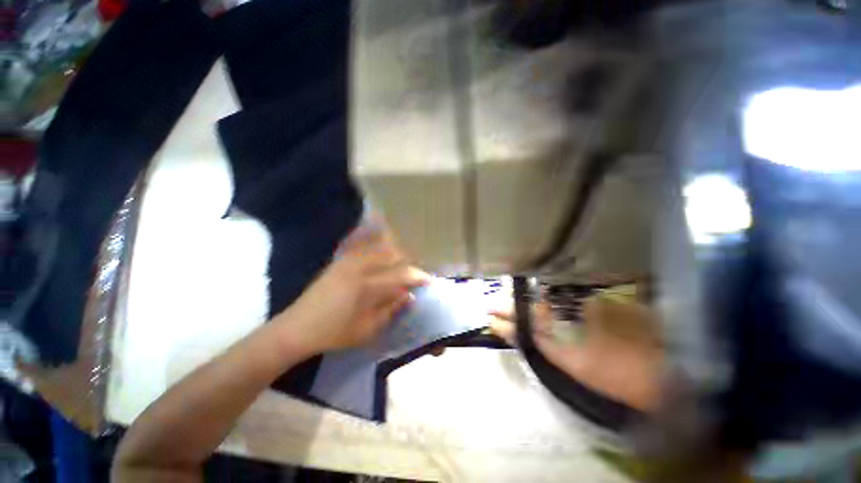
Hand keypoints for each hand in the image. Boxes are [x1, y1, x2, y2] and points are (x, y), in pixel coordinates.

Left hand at [274, 218, 429, 354]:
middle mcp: (359, 268)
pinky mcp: (339, 261)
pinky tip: (381, 240)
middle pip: (391, 256)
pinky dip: (374, 241)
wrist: (297, 328)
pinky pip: (361, 245)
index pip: (400, 275)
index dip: (417, 277)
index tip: (429, 280)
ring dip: (394, 251)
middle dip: (408, 263)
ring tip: (403, 260)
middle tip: (416, 273)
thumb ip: (391, 309)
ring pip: (378, 247)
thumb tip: (409, 295)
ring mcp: (347, 261)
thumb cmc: (334, 334)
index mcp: (367, 286)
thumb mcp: (367, 329)